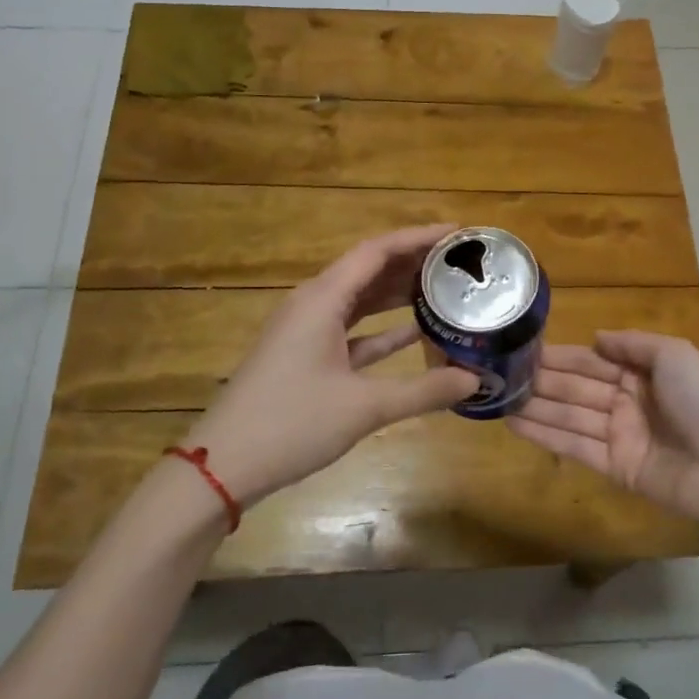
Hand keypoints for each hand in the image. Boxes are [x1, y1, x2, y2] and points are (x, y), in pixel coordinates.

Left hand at [187, 226, 479, 507]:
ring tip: (445, 288)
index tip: (458, 232)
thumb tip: (474, 380)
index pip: (377, 250)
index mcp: (322, 299)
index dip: (418, 237)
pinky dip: (382, 329)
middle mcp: (313, 304)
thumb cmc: (291, 424)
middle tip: (460, 262)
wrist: (224, 466)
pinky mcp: (305, 356)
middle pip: (369, 269)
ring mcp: (307, 331)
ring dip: (398, 294)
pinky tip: (415, 332)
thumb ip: (423, 390)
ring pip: (360, 300)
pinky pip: (351, 330)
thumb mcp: (364, 407)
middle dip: (413, 262)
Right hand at [509, 331, 698, 529]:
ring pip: (568, 414)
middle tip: (499, 372)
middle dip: (541, 380)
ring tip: (497, 396)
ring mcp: (617, 434)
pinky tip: (513, 422)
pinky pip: (572, 445)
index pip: (592, 360)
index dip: (560, 356)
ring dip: (534, 406)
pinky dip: (543, 434)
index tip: (524, 348)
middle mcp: (625, 401)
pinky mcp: (612, 466)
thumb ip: (632, 343)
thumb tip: (596, 336)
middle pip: (575, 387)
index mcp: (641, 373)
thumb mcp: (674, 355)